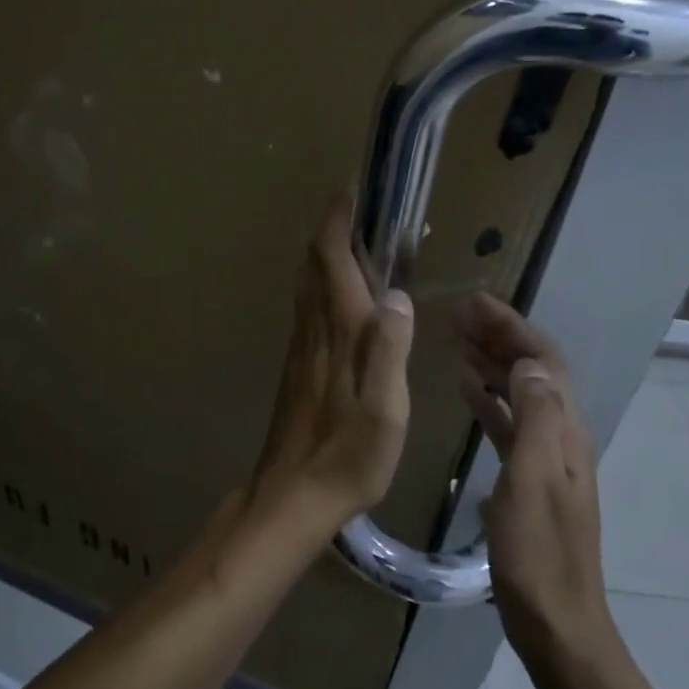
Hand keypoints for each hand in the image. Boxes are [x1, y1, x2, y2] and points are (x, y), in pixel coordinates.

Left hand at [250, 194, 414, 532]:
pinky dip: (321, 288)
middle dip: (330, 232)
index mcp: (338, 334)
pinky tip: (338, 301)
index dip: (337, 222)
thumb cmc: (347, 457)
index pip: (330, 261)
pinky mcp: (296, 370)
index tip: (351, 192)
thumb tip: (395, 293)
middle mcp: (313, 332)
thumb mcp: (385, 410)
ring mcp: (300, 351)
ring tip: (353, 245)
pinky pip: (307, 312)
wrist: (292, 496)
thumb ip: (389, 350)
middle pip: (312, 267)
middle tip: (358, 212)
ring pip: (306, 288)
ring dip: (324, 258)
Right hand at [455, 293, 608, 652]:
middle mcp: (560, 436)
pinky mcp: (529, 478)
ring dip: (493, 363)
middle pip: (533, 371)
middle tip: (459, 314)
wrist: (557, 621)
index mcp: (564, 432)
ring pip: (520, 393)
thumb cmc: (538, 553)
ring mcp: (546, 457)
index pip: (544, 361)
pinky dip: (490, 400)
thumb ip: (533, 420)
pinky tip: (467, 391)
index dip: (513, 328)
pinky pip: (510, 423)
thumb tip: (528, 363)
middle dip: (500, 337)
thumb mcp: (532, 482)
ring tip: (457, 340)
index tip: (477, 303)